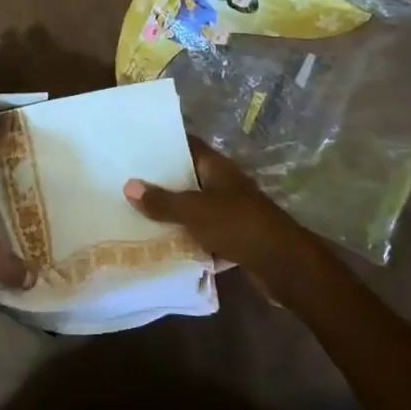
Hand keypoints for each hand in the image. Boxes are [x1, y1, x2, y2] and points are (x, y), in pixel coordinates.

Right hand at [123, 142, 309, 278]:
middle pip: (188, 177)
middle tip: (126, 181)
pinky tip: (162, 243)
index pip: (187, 145)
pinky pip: (203, 232)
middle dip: (161, 181)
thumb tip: (128, 186)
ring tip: (136, 211)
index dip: (163, 143)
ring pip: (195, 207)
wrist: (284, 265)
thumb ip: (162, 201)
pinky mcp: (234, 237)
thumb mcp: (194, 211)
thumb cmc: (238, 225)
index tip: (134, 144)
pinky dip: (187, 237)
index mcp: (217, 167)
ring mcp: (231, 211)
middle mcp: (224, 184)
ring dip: (173, 212)